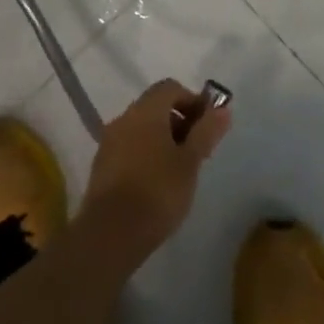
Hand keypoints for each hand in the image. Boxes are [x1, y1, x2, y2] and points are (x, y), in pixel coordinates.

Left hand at [80, 80, 229, 263]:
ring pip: (141, 129)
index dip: (192, 100)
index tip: (207, 126)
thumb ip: (206, 132)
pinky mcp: (101, 168)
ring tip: (180, 169)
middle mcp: (123, 119)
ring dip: (162, 139)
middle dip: (179, 121)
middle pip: (154, 107)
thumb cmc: (157, 191)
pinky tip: (157, 183)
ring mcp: (108, 143)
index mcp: (145, 111)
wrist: (110, 235)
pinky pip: (129, 148)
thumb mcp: (190, 161)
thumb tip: (222, 109)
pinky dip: (146, 155)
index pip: (170, 88)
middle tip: (197, 149)